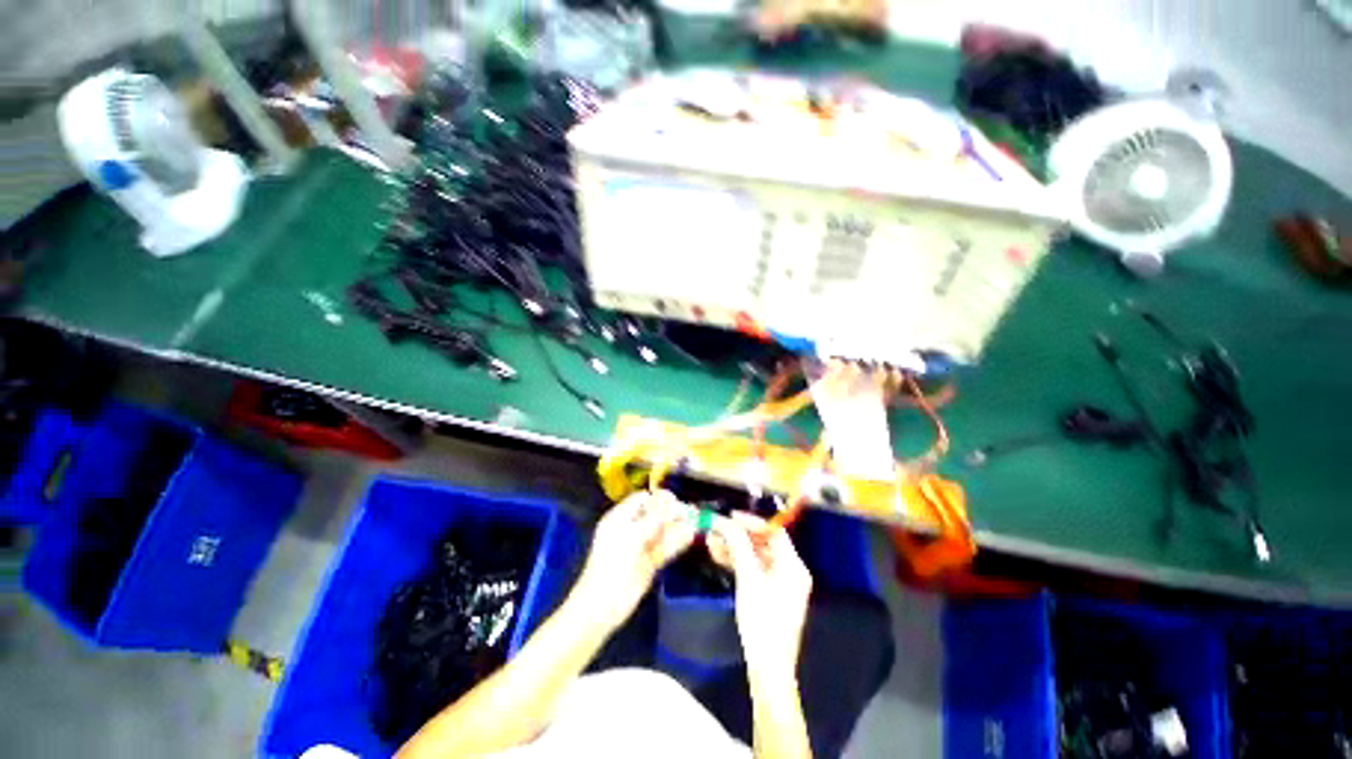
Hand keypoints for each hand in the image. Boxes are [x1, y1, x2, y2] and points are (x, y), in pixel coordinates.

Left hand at [569, 490, 696, 632]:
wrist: (603, 604)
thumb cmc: (613, 563)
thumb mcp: (633, 535)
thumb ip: (655, 518)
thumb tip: (673, 505)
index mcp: (620, 518)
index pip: (642, 499)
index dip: (659, 499)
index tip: (676, 502)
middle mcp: (631, 529)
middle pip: (655, 514)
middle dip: (672, 512)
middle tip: (691, 513)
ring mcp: (641, 546)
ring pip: (662, 532)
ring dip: (678, 527)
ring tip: (695, 522)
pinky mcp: (649, 563)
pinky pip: (665, 548)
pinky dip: (677, 543)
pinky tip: (690, 537)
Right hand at [708, 512, 812, 683]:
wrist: (769, 668)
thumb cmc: (762, 620)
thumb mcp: (749, 579)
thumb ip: (739, 546)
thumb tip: (726, 521)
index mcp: (792, 565)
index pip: (774, 531)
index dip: (752, 521)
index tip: (730, 516)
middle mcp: (790, 570)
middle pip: (764, 543)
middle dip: (739, 535)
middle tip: (717, 529)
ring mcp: (781, 583)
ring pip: (756, 556)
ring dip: (735, 548)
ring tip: (711, 542)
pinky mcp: (771, 594)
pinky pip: (755, 570)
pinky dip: (738, 563)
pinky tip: (718, 556)